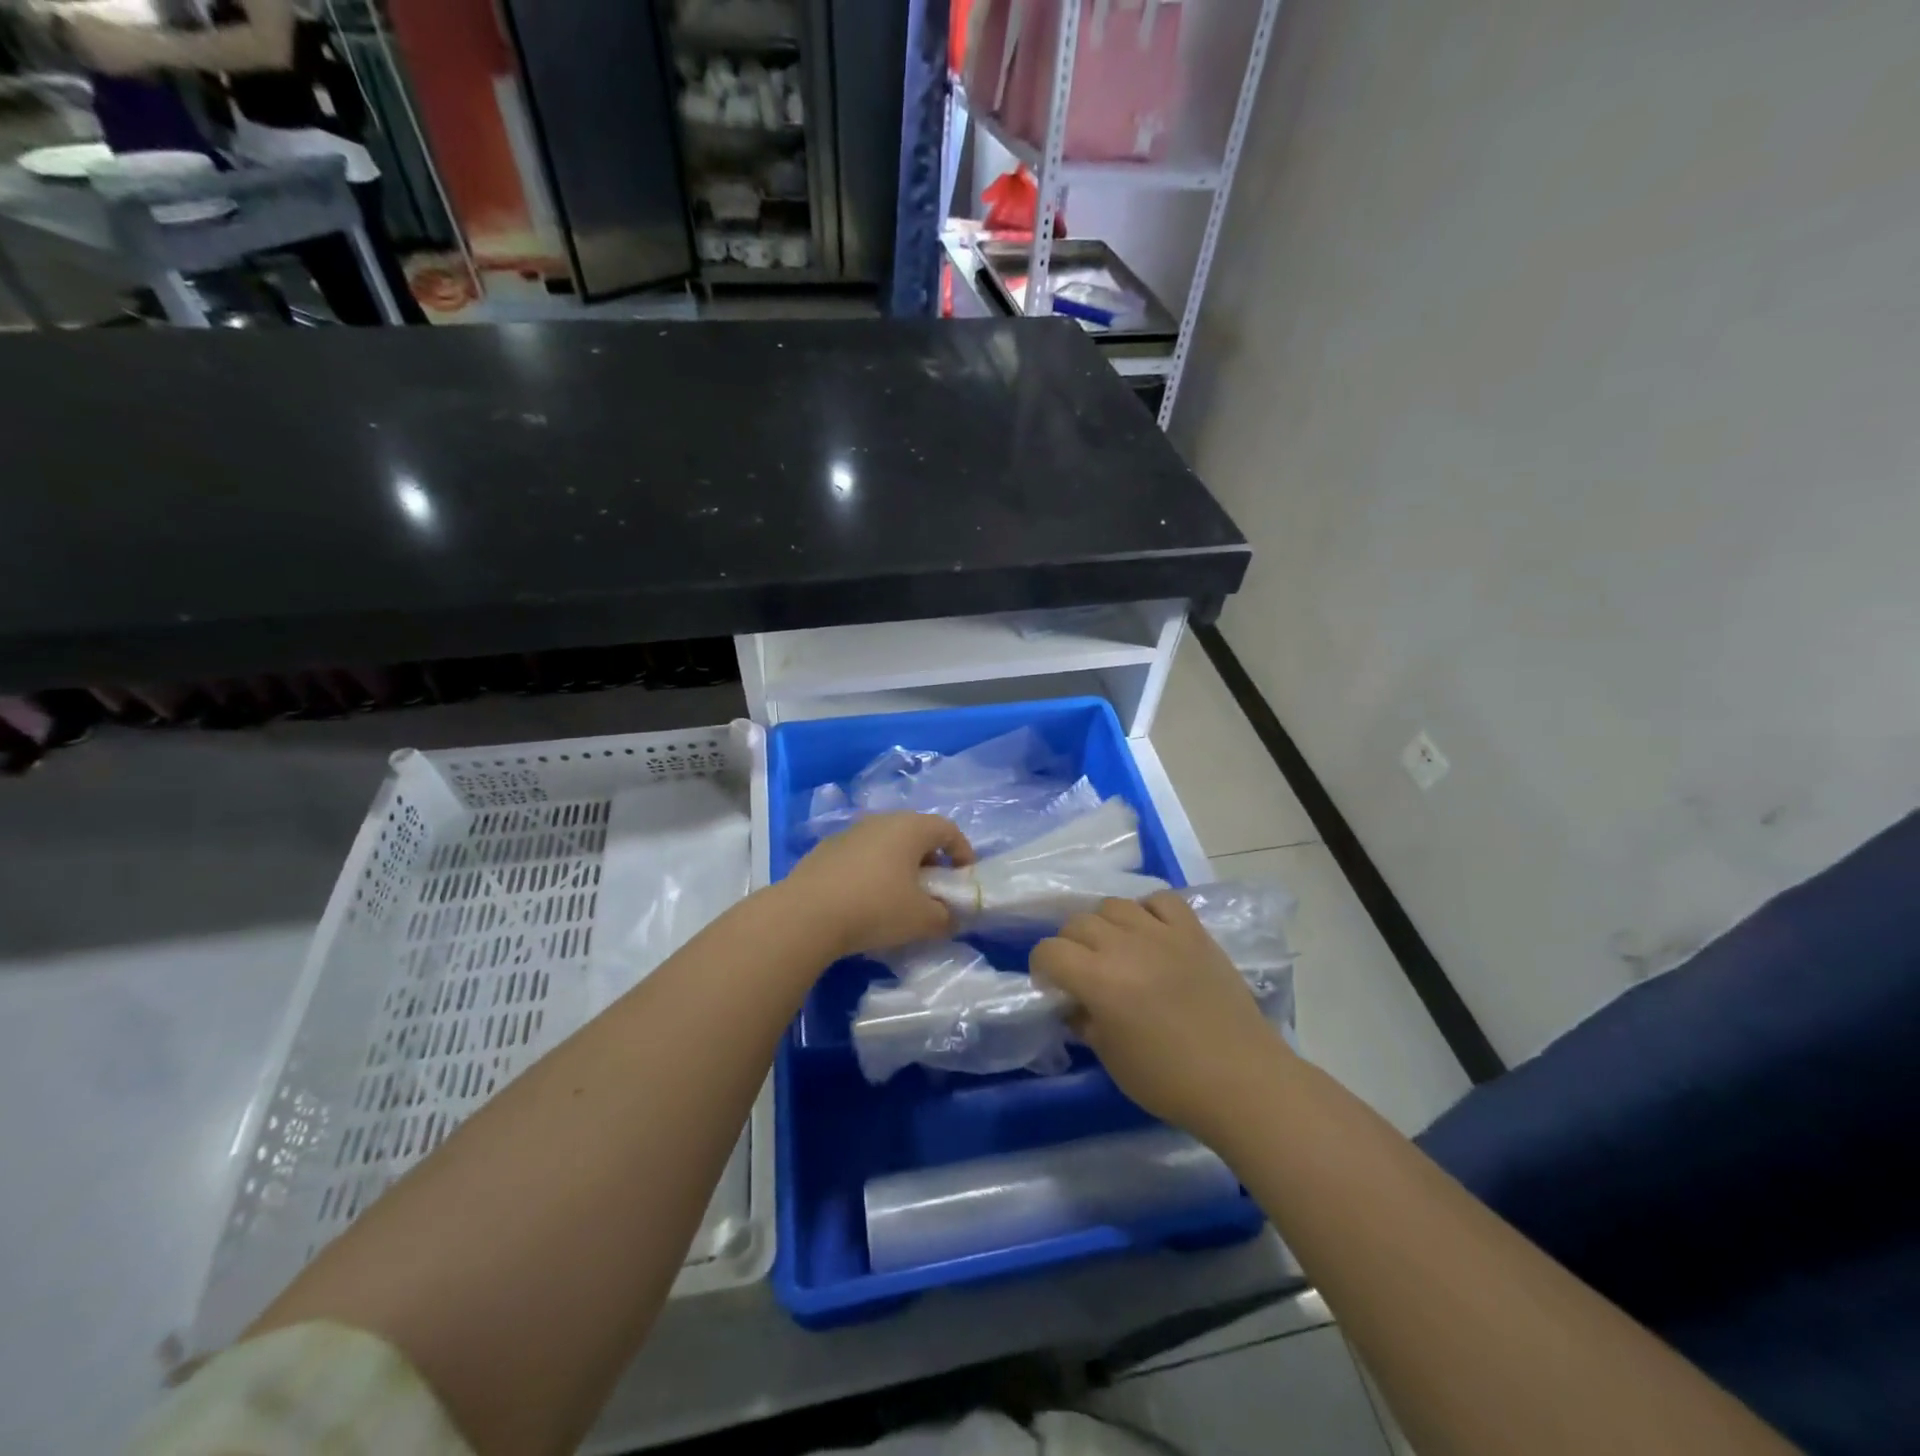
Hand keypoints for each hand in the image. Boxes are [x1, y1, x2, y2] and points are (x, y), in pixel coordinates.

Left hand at [780, 812, 974, 958]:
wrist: (805, 914)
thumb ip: (945, 917)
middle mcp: (880, 821)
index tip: (964, 878)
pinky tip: (865, 902)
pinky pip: (860, 857)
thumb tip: (948, 917)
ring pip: (885, 844)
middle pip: (915, 834)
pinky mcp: (825, 851)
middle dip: (930, 860)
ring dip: (899, 866)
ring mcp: (849, 833)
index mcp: (910, 828)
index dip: (962, 852)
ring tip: (899, 898)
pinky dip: (872, 873)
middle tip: (934, 890)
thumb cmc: (875, 908)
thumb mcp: (922, 920)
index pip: (947, 829)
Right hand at [1031, 891, 1286, 1136]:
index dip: (1042, 967)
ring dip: (1105, 925)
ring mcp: (1162, 933)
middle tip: (1082, 971)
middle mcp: (1124, 945)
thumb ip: (1084, 1021)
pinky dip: (1148, 910)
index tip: (1052, 986)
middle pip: (1078, 922)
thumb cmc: (1169, 1080)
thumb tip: (1074, 1003)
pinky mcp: (1193, 932)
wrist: (1241, 1079)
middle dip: (1070, 945)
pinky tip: (1150, 932)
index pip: (1049, 950)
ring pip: (1114, 905)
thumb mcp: (1112, 1059)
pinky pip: (1161, 900)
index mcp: (1098, 979)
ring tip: (1116, 949)